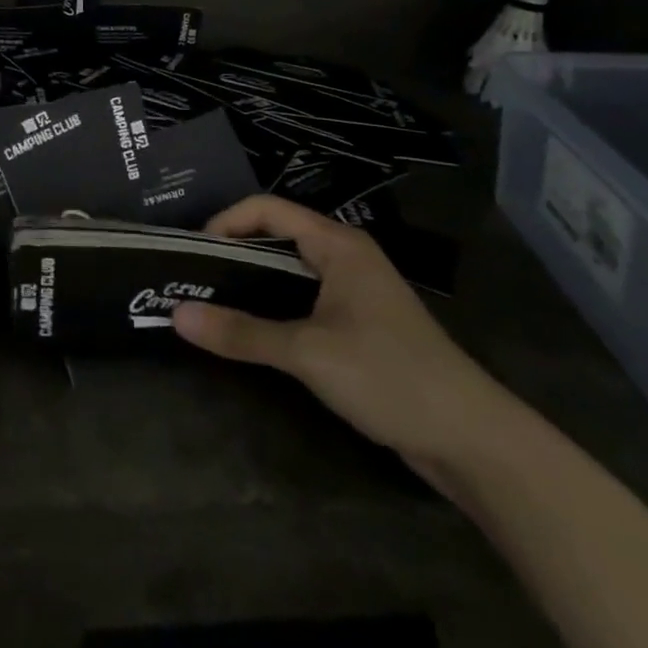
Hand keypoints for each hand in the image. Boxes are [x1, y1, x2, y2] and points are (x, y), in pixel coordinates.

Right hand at [172, 195, 512, 481]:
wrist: (471, 439)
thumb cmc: (389, 375)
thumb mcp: (308, 353)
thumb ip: (242, 333)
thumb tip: (176, 316)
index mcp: (337, 244)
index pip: (267, 208)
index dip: (226, 221)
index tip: (192, 252)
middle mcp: (346, 256)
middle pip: (277, 235)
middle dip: (233, 252)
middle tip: (192, 278)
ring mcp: (355, 290)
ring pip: (290, 270)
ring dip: (252, 282)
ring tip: (211, 302)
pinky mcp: (360, 324)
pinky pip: (304, 299)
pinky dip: (274, 307)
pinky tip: (253, 331)